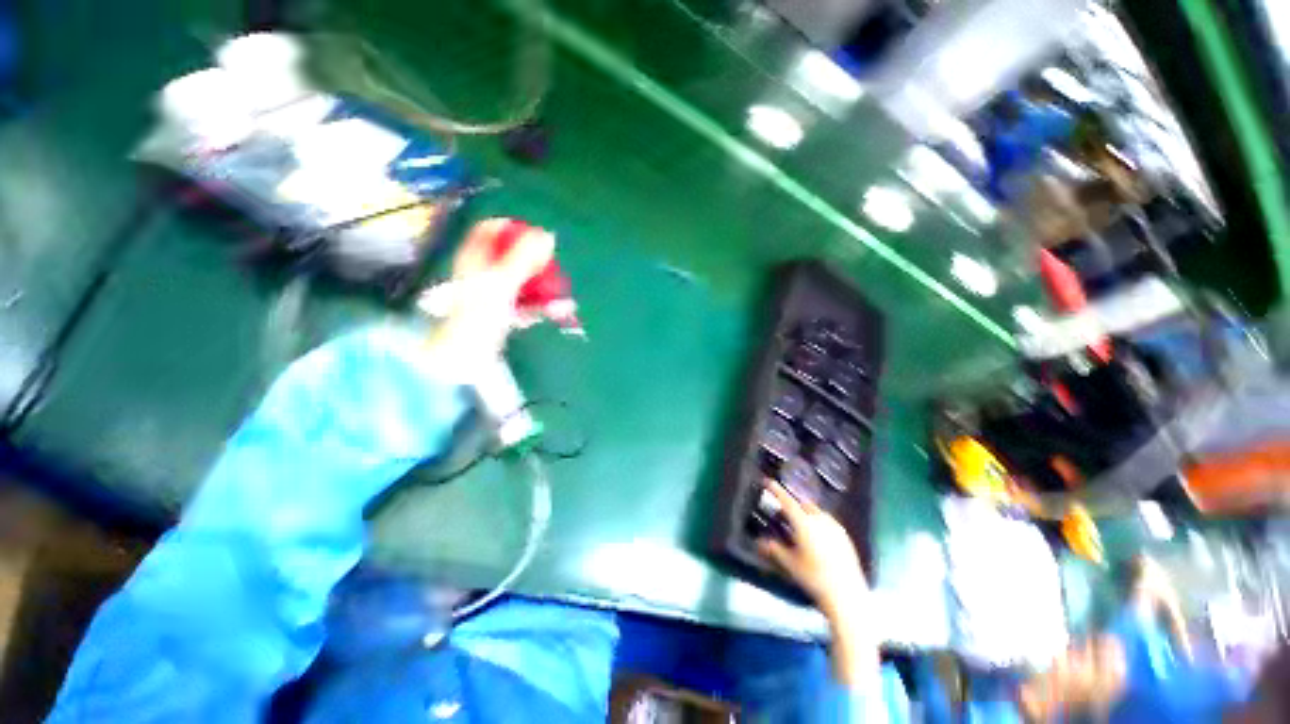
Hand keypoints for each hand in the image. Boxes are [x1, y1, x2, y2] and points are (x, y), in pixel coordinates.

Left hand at [423, 218, 554, 364]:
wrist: (467, 354)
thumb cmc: (479, 314)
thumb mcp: (503, 282)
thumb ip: (524, 258)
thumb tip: (548, 235)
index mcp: (475, 258)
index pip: (492, 229)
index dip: (515, 228)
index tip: (537, 237)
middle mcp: (482, 273)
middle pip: (512, 256)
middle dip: (538, 263)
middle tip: (555, 269)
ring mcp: (492, 294)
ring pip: (523, 281)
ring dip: (544, 288)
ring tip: (564, 299)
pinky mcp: (502, 312)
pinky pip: (525, 302)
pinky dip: (541, 305)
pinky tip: (557, 311)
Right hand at [757, 481, 868, 618]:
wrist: (846, 594)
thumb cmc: (813, 577)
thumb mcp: (790, 563)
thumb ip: (774, 549)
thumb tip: (759, 542)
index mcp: (804, 523)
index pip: (787, 501)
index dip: (776, 490)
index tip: (767, 482)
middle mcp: (819, 520)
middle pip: (803, 504)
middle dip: (793, 504)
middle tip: (784, 513)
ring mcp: (835, 527)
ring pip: (817, 512)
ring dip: (806, 513)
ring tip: (801, 526)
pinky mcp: (845, 536)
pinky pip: (828, 522)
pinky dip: (819, 523)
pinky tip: (818, 537)